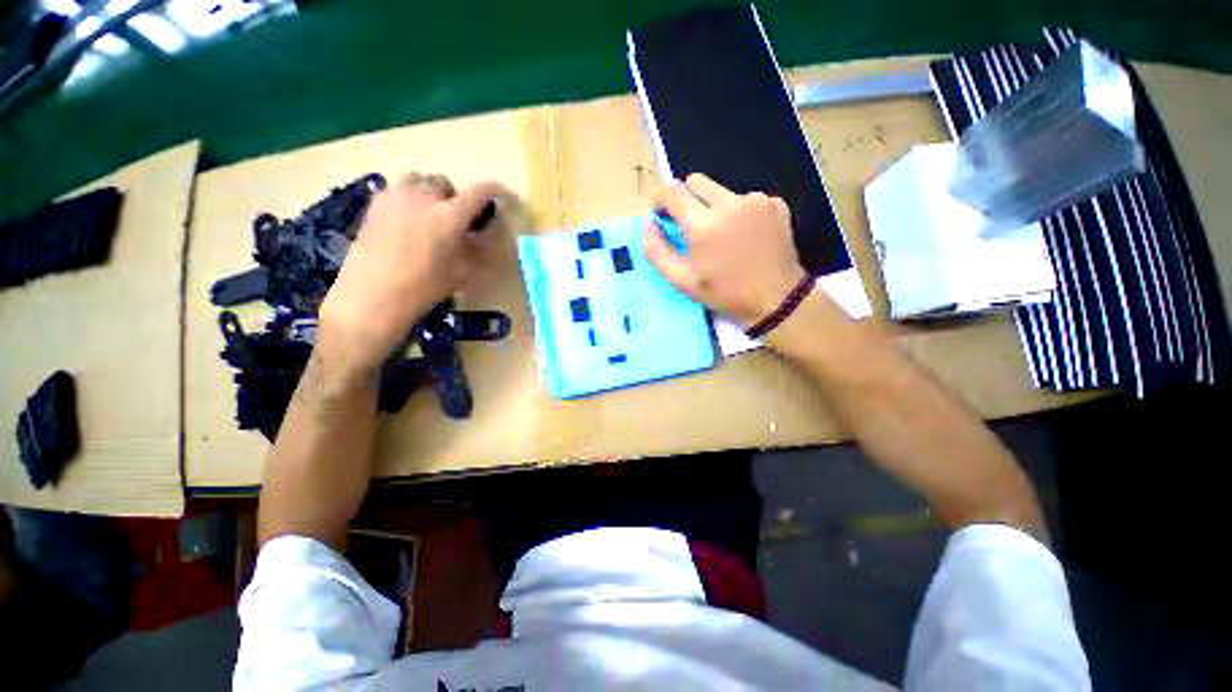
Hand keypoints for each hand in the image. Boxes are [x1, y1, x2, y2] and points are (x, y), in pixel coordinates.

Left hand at [318, 173, 509, 375]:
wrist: (373, 295)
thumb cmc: (424, 287)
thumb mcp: (461, 272)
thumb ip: (476, 250)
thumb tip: (483, 237)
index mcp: (450, 216)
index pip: (479, 192)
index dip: (495, 190)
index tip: (503, 194)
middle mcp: (423, 198)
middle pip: (445, 182)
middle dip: (454, 196)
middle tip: (457, 217)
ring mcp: (395, 197)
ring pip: (417, 179)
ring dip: (428, 192)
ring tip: (428, 213)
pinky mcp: (374, 204)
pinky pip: (396, 189)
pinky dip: (407, 198)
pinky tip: (406, 220)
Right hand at [645, 173, 808, 325]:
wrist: (775, 297)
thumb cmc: (724, 292)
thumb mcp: (681, 280)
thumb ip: (657, 250)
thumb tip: (650, 224)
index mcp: (703, 224)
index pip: (672, 192)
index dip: (661, 199)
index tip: (661, 212)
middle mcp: (729, 203)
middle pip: (696, 182)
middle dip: (686, 199)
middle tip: (690, 225)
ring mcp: (756, 200)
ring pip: (721, 191)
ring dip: (714, 207)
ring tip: (723, 236)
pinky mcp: (774, 203)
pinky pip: (745, 199)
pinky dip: (739, 212)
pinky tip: (745, 235)